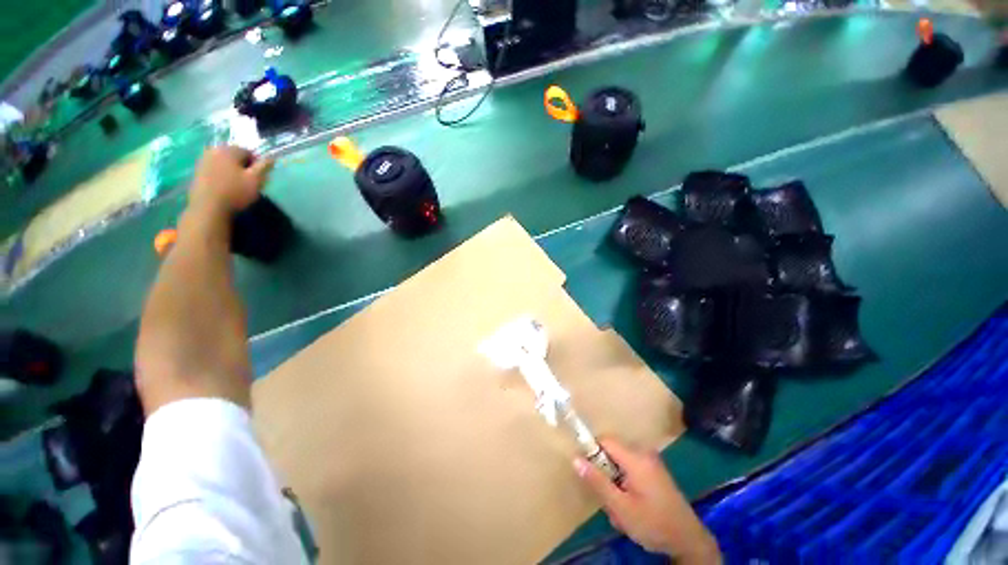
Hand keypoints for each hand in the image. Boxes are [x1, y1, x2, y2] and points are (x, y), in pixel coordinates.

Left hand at [189, 146, 274, 218]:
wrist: (208, 207)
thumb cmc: (235, 192)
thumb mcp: (256, 180)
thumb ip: (264, 167)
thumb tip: (271, 158)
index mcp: (229, 150)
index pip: (248, 152)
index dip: (256, 164)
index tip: (258, 177)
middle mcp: (213, 150)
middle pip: (234, 155)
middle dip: (242, 166)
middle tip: (248, 181)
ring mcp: (203, 160)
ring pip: (224, 162)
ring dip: (231, 170)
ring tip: (236, 184)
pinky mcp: (197, 171)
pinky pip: (214, 169)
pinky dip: (221, 175)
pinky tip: (224, 186)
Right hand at [574, 438, 720, 563]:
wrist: (689, 540)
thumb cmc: (653, 523)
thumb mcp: (621, 507)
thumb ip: (597, 481)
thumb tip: (576, 459)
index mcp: (636, 458)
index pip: (605, 440)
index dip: (593, 451)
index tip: (588, 471)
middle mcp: (644, 454)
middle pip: (612, 453)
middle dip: (605, 474)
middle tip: (608, 499)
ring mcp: (651, 462)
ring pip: (620, 464)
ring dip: (615, 483)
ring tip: (620, 508)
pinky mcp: (655, 471)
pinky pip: (631, 469)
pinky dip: (626, 484)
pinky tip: (631, 506)